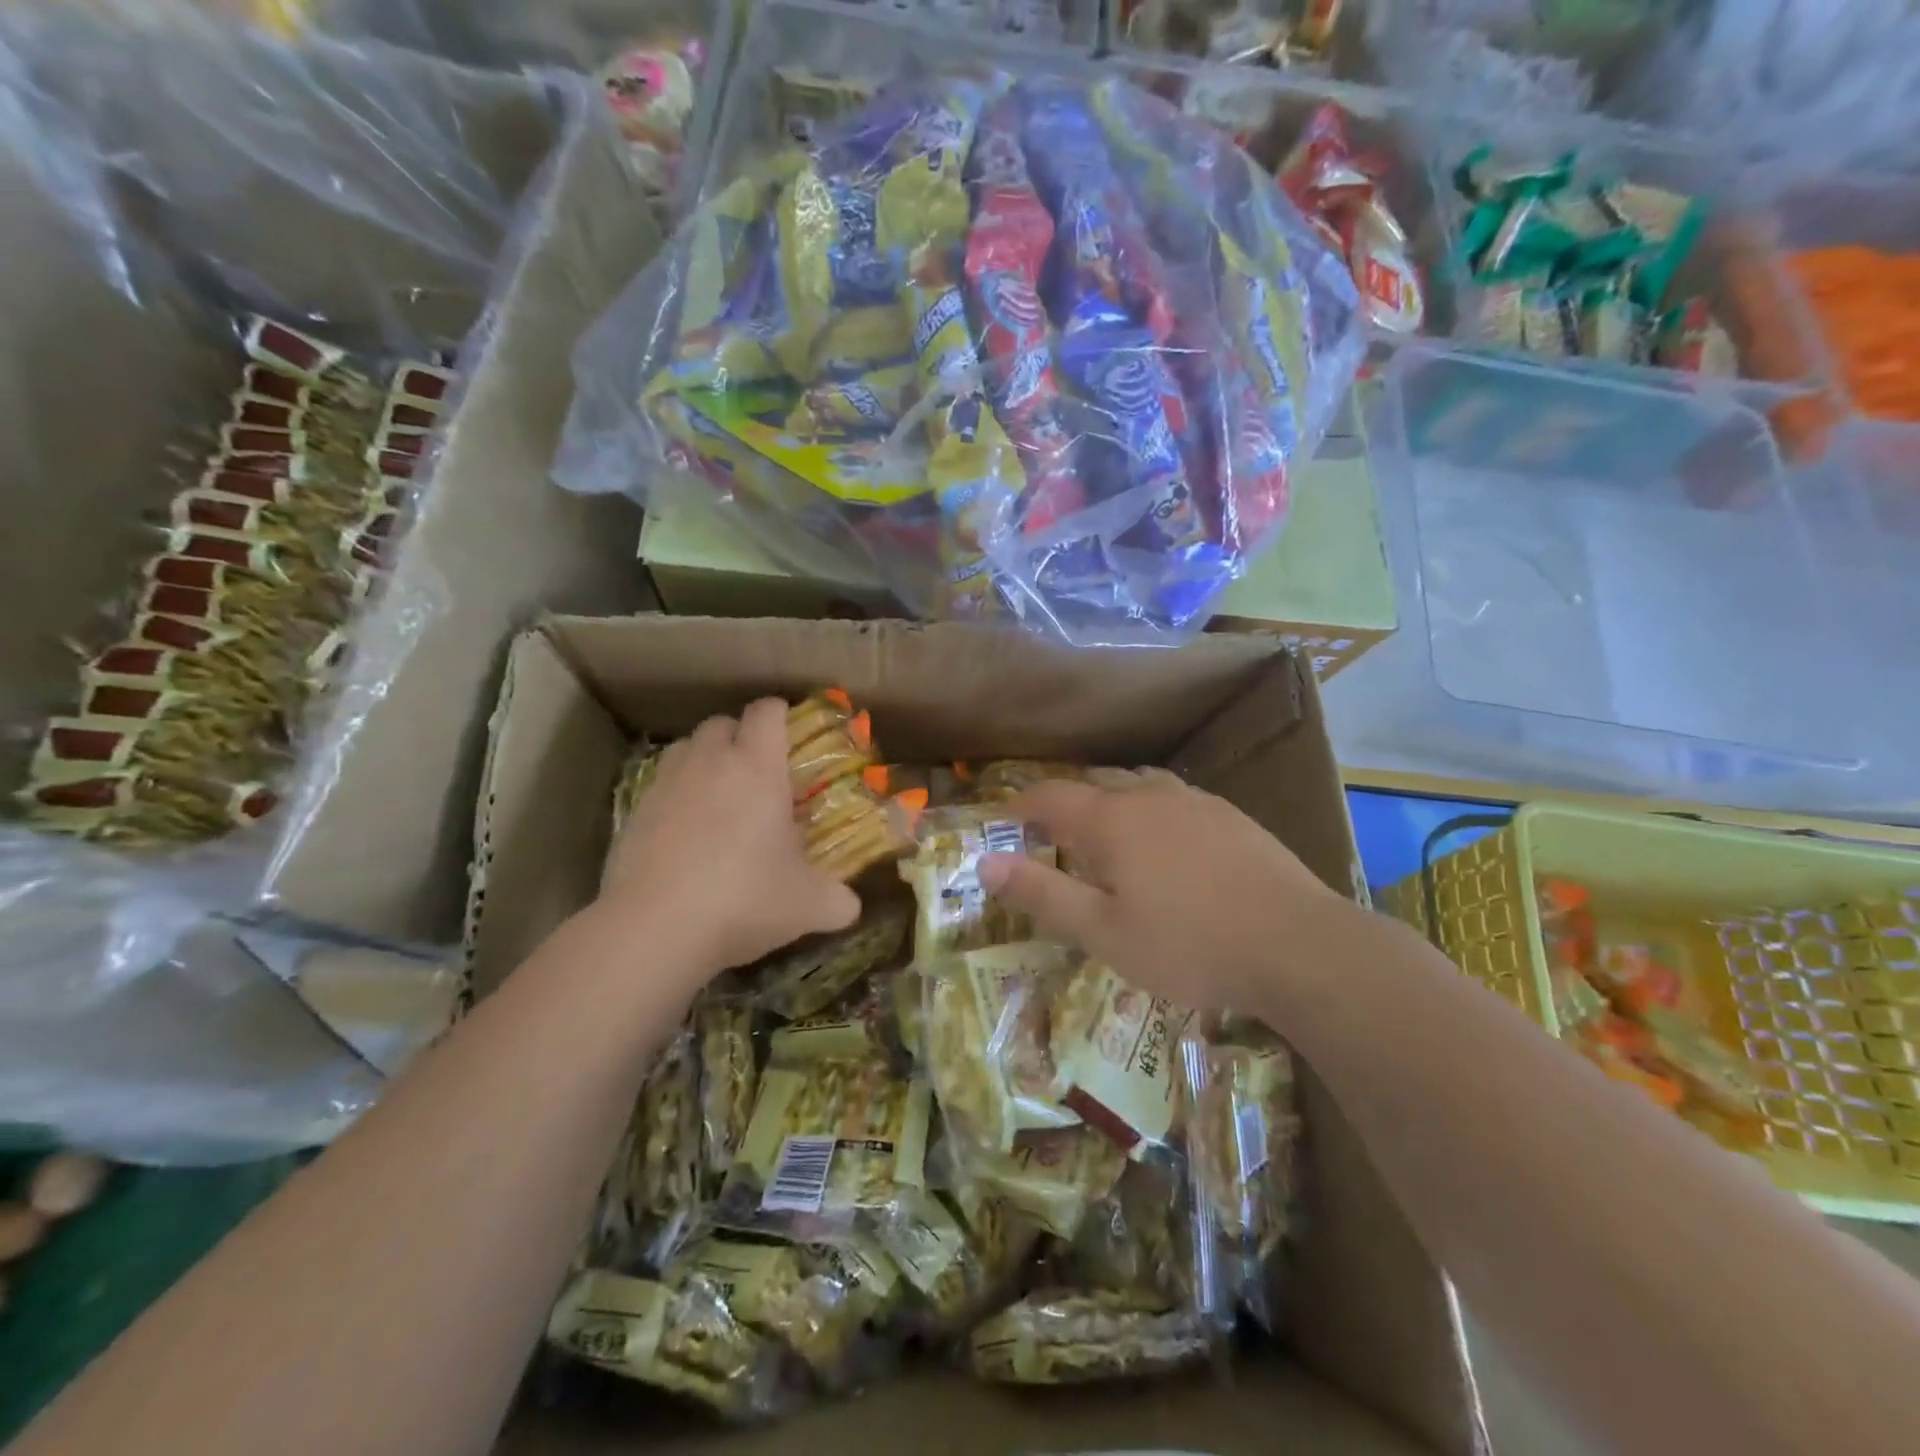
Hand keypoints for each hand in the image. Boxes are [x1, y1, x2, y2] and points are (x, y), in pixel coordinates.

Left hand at [599, 698, 860, 977]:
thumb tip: (851, 905)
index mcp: (757, 768)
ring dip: (704, 761)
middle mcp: (709, 763)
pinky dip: (676, 798)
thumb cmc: (743, 899)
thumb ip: (837, 900)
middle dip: (741, 738)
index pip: (767, 711)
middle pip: (722, 723)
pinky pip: (660, 787)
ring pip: (686, 749)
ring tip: (719, 799)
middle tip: (759, 774)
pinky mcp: (633, 814)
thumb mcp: (807, 906)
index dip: (781, 715)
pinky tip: (686, 836)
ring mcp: (665, 785)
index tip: (792, 737)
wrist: (654, 929)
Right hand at [978, 770, 1351, 1013]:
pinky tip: (1165, 840)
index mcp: (1111, 820)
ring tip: (1104, 831)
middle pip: (1093, 782)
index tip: (1002, 821)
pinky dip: (1150, 807)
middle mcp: (1149, 796)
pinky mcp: (1231, 816)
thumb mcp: (1103, 932)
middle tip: (1049, 833)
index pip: (1049, 797)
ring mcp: (1195, 802)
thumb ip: (1041, 893)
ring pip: (1137, 783)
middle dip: (1064, 801)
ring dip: (1109, 799)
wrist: (1299, 945)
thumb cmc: (1189, 945)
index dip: (1019, 806)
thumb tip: (985, 862)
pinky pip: (1174, 797)